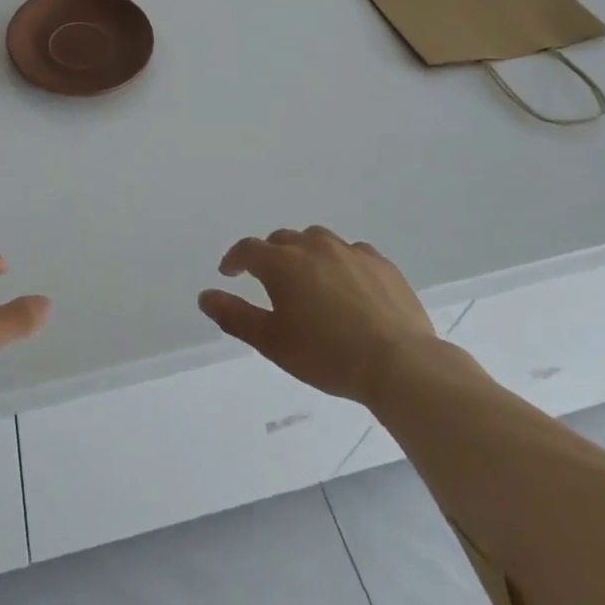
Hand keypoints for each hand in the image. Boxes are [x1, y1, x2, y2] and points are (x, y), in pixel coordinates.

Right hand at [198, 227, 438, 405]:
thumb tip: (204, 296)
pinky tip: (347, 285)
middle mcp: (313, 246)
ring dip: (305, 253)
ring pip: (317, 240)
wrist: (400, 365)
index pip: (247, 249)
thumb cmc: (327, 355)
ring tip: (308, 279)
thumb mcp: (272, 343)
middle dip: (270, 256)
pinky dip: (340, 262)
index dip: (234, 259)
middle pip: (282, 240)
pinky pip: (351, 252)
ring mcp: (350, 251)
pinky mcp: (381, 263)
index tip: (230, 273)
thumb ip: (234, 316)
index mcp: (282, 263)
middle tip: (270, 281)